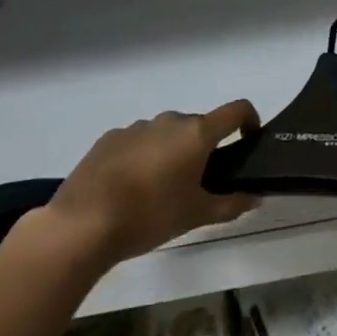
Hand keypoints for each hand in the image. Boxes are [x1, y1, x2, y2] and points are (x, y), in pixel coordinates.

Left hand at [43, 100, 259, 271]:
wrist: (80, 225)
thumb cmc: (149, 216)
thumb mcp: (196, 216)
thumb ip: (231, 204)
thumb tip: (256, 197)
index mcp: (197, 133)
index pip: (237, 110)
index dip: (250, 120)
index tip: (248, 141)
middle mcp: (170, 120)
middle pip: (199, 125)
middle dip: (203, 147)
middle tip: (198, 182)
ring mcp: (137, 127)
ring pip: (166, 133)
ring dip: (171, 151)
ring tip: (159, 189)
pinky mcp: (108, 138)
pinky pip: (137, 141)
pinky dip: (142, 156)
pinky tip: (128, 188)